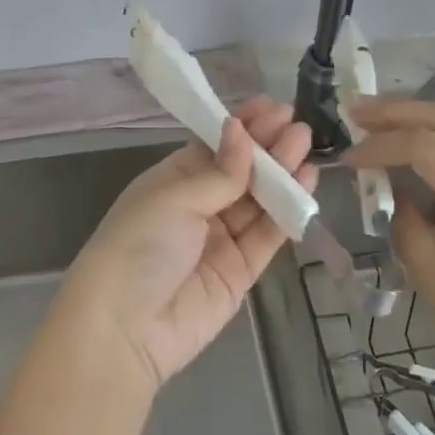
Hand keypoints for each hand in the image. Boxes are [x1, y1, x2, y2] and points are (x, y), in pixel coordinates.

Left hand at [59, 98, 315, 390]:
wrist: (126, 328)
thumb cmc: (140, 245)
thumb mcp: (174, 198)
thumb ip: (219, 172)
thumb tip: (241, 131)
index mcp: (173, 180)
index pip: (215, 146)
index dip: (244, 127)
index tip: (273, 106)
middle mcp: (198, 205)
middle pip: (241, 171)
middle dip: (269, 147)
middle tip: (299, 124)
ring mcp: (220, 238)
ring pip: (259, 200)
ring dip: (283, 173)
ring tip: (307, 145)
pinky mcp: (240, 271)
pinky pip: (268, 234)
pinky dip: (287, 211)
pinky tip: (306, 184)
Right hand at [345, 98, 434, 398]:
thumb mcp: (427, 265)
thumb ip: (400, 212)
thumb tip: (382, 183)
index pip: (427, 146)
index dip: (381, 145)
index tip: (346, 156)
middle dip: (398, 111)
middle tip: (354, 110)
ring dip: (418, 119)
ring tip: (375, 119)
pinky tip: (410, 142)